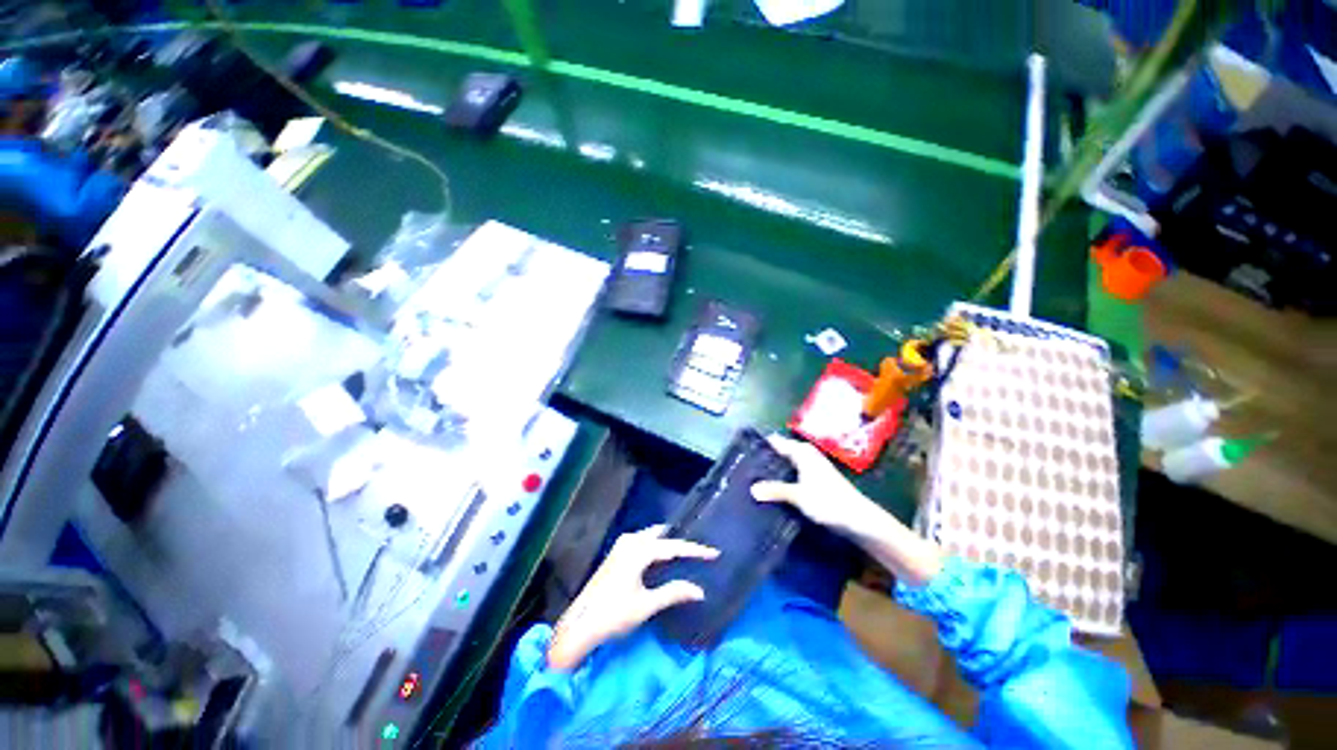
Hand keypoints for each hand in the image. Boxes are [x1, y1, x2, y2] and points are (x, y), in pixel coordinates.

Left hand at [547, 525, 717, 670]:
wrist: (580, 624)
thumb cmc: (613, 615)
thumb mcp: (646, 606)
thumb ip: (673, 592)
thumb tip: (700, 590)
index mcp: (638, 550)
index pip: (673, 546)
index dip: (695, 550)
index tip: (714, 553)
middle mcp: (630, 541)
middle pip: (662, 535)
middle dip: (681, 541)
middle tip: (700, 550)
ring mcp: (622, 545)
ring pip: (652, 536)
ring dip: (668, 542)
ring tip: (686, 552)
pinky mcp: (617, 552)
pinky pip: (643, 541)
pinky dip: (657, 546)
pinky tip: (664, 557)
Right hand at [753, 434, 943, 585]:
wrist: (859, 519)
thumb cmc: (828, 501)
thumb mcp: (798, 496)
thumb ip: (775, 491)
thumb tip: (751, 488)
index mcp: (802, 452)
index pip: (777, 442)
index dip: (762, 444)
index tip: (743, 448)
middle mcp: (807, 455)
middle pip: (782, 451)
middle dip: (766, 457)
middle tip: (745, 465)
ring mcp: (813, 467)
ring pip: (788, 462)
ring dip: (775, 468)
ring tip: (755, 475)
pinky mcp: (816, 480)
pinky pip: (794, 472)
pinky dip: (784, 476)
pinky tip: (775, 487)